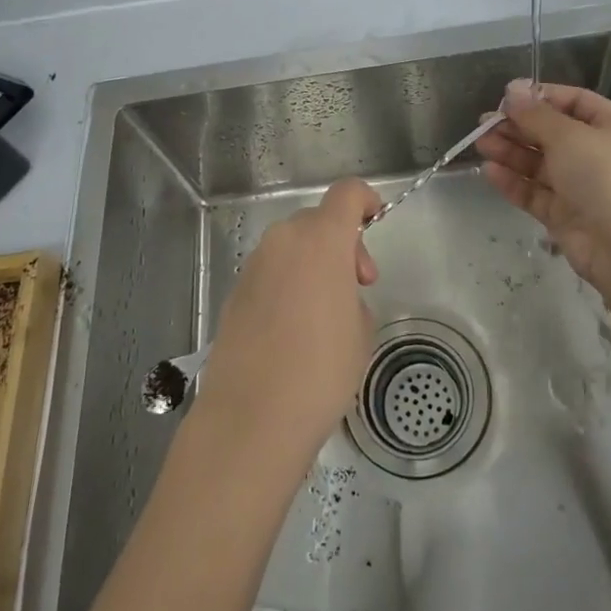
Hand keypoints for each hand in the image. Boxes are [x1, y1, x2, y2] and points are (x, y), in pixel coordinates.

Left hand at [195, 178, 379, 470]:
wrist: (251, 417)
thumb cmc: (321, 370)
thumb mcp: (361, 331)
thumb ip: (353, 295)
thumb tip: (335, 297)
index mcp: (321, 239)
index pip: (347, 193)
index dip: (366, 200)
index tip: (376, 222)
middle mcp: (284, 240)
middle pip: (318, 221)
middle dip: (341, 243)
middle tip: (357, 286)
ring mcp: (254, 265)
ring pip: (292, 247)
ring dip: (313, 264)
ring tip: (324, 315)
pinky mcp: (235, 292)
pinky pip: (272, 273)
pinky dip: (288, 285)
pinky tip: (293, 331)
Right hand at [475, 79, 610, 292]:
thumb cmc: (603, 177)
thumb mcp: (568, 136)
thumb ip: (536, 114)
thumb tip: (513, 90)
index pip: (574, 101)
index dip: (540, 97)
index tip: (507, 97)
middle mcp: (598, 153)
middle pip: (552, 133)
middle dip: (518, 127)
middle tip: (484, 123)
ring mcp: (581, 186)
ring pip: (540, 163)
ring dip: (510, 152)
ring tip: (481, 144)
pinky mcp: (565, 213)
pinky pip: (535, 191)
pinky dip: (513, 181)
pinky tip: (489, 171)